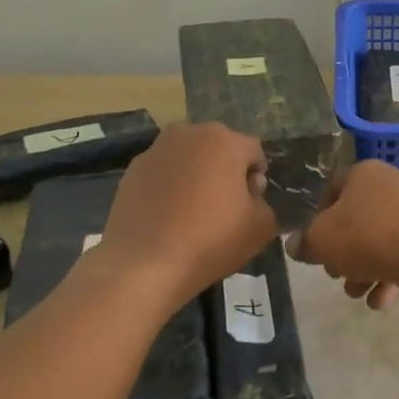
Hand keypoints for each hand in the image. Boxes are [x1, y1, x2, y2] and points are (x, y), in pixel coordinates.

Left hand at [98, 123, 276, 305]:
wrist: (144, 265)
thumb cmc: (210, 240)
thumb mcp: (261, 227)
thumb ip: (266, 202)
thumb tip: (250, 195)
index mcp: (225, 140)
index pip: (254, 152)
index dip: (257, 179)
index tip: (250, 206)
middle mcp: (189, 133)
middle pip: (220, 149)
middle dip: (226, 172)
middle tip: (224, 208)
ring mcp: (156, 150)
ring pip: (189, 158)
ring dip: (196, 176)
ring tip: (192, 213)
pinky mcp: (132, 170)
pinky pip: (163, 173)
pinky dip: (170, 186)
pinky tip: (167, 217)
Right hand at [293, 160, 398, 309]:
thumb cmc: (369, 237)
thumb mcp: (322, 241)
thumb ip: (305, 243)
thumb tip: (296, 245)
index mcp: (363, 173)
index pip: (331, 191)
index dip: (317, 220)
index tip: (315, 246)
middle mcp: (391, 185)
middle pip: (356, 221)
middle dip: (343, 253)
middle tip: (336, 274)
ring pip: (379, 242)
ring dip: (364, 271)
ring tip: (358, 293)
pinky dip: (390, 277)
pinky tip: (382, 301)